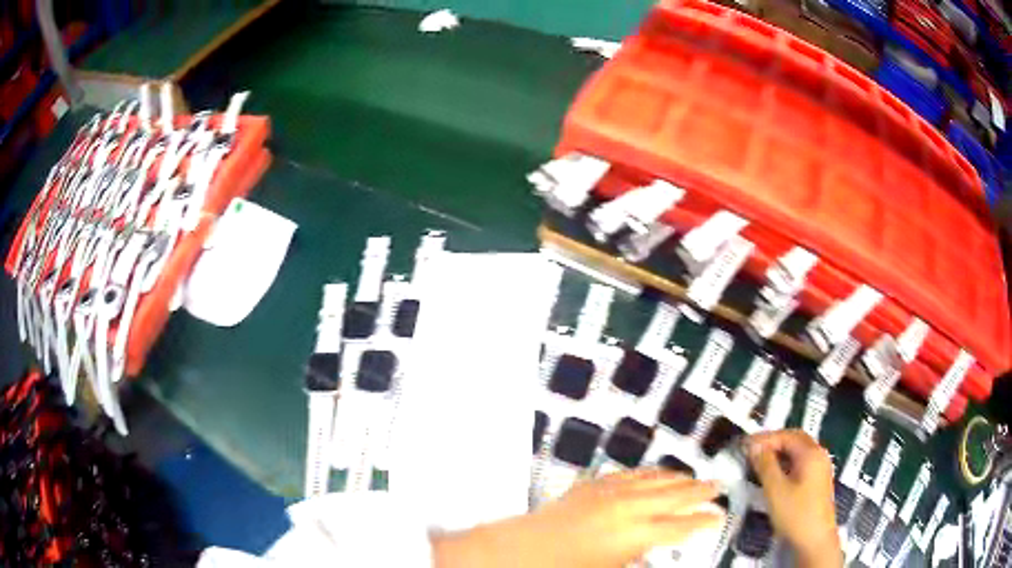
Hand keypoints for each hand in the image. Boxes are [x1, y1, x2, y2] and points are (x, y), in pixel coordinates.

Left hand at [432, 470, 724, 567]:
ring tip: (694, 478)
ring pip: (657, 479)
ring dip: (678, 478)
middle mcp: (631, 508)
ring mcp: (612, 491)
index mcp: (638, 534)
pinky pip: (632, 473)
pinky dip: (650, 473)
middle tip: (718, 487)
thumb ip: (641, 554)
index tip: (719, 516)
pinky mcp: (595, 484)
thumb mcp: (612, 567)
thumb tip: (659, 545)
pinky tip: (657, 473)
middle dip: (700, 491)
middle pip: (676, 495)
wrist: (523, 550)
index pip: (683, 525)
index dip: (703, 520)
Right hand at [748, 430, 842, 567]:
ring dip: (779, 453)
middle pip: (795, 439)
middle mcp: (819, 455)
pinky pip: (801, 463)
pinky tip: (774, 475)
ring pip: (798, 452)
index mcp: (811, 453)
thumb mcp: (775, 490)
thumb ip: (765, 465)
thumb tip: (754, 447)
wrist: (815, 540)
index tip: (744, 446)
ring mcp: (820, 468)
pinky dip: (786, 463)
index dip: (764, 438)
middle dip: (773, 442)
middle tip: (751, 450)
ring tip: (759, 462)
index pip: (786, 435)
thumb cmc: (795, 514)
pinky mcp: (817, 481)